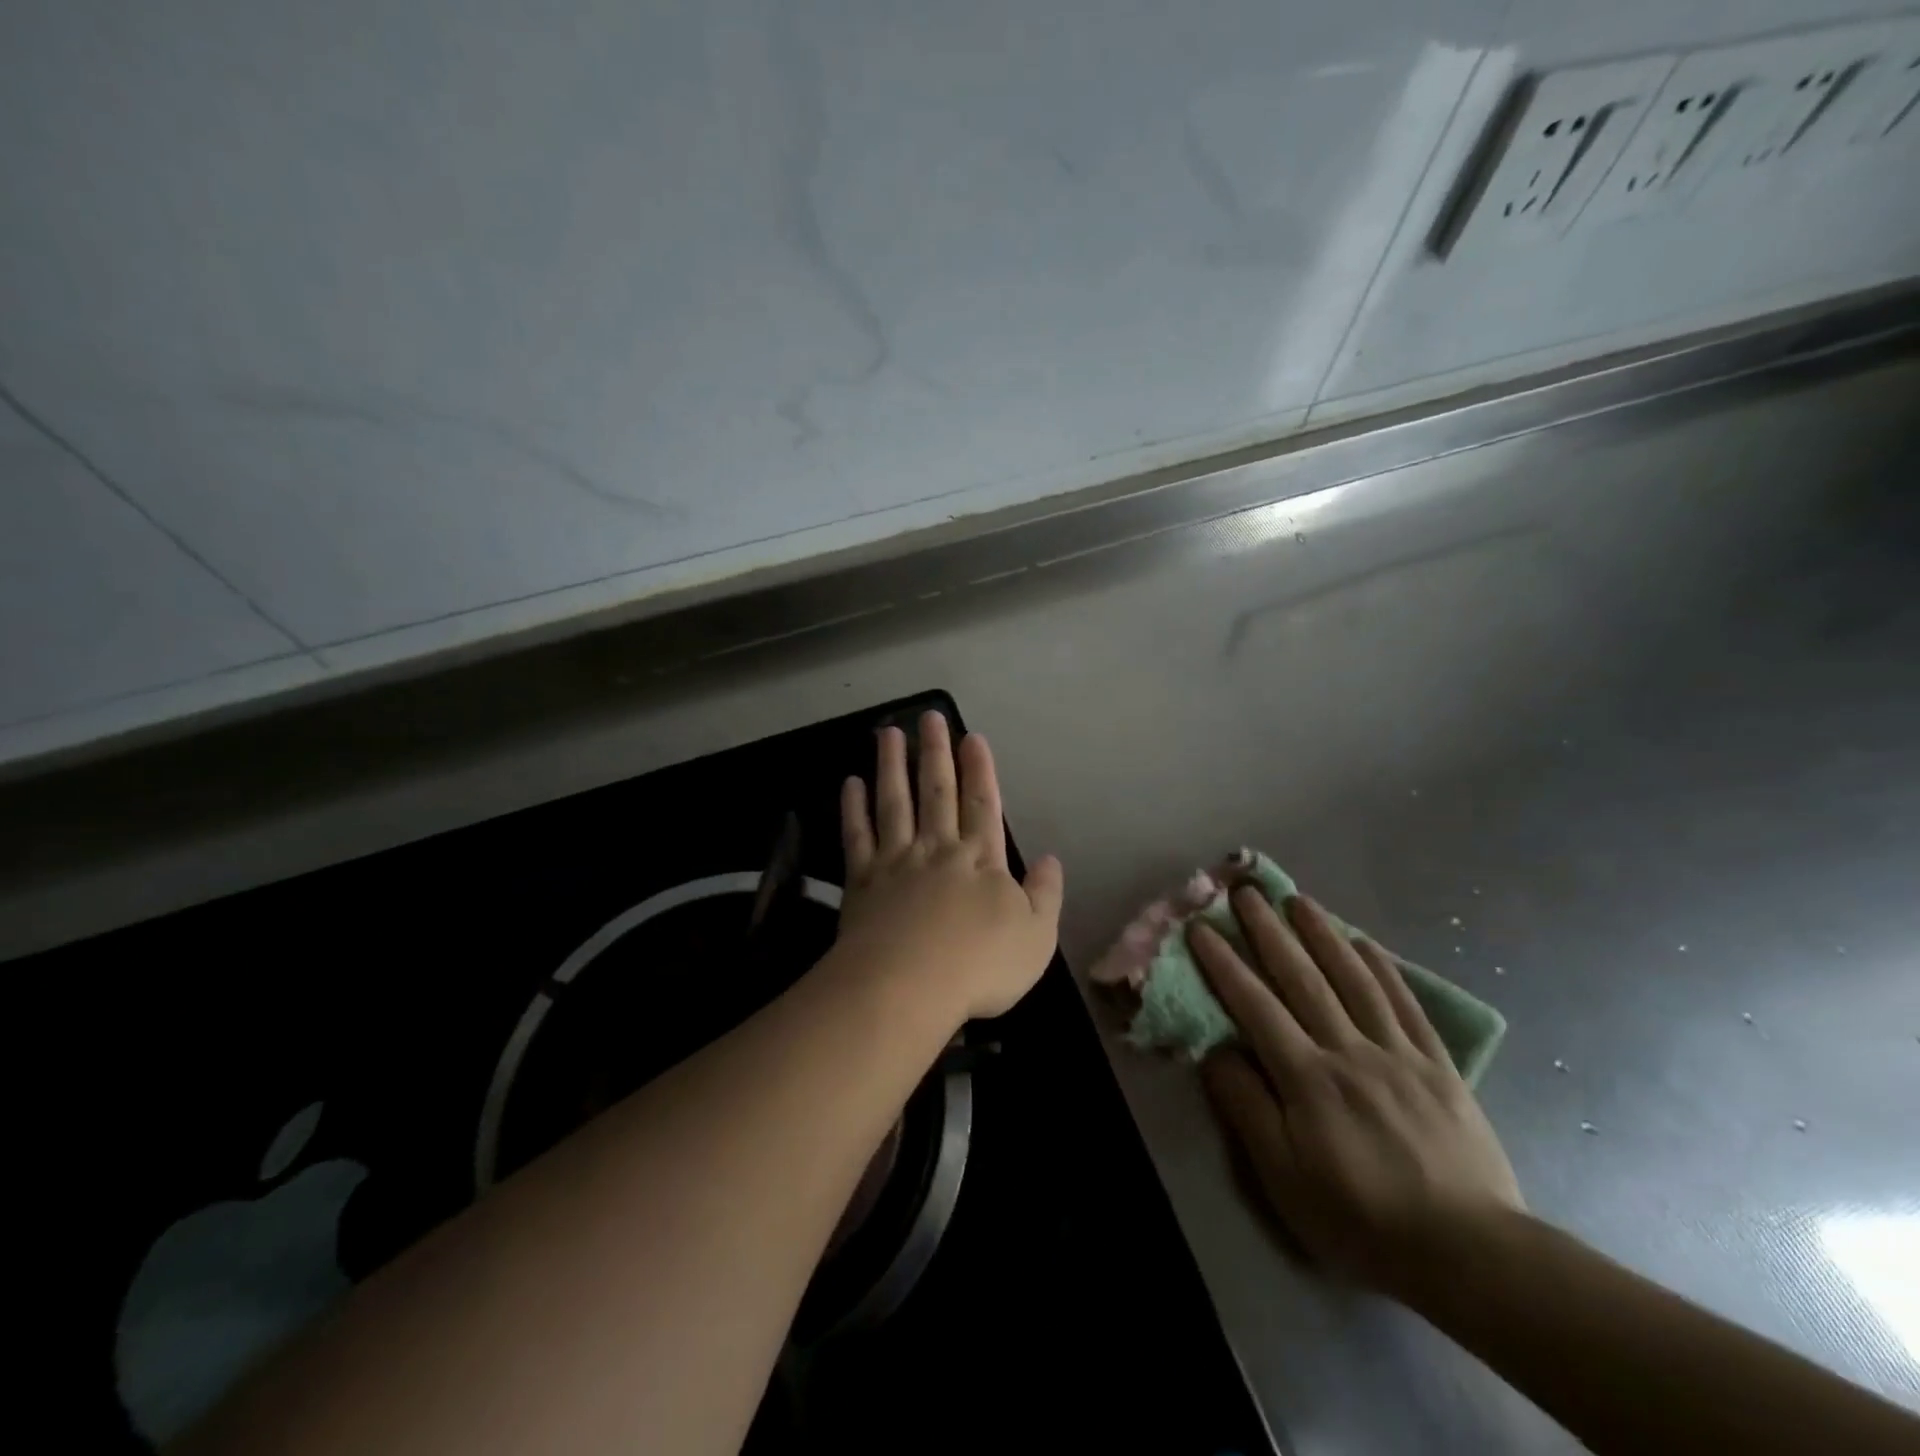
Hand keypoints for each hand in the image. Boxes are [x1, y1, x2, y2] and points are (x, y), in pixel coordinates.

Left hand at [835, 712, 1063, 1026]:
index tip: (971, 737)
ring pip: (895, 802)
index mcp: (980, 859)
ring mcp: (896, 861)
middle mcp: (938, 849)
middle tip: (929, 716)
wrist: (907, 987)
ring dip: (892, 765)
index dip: (979, 770)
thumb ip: (1045, 894)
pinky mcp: (862, 880)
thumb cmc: (980, 966)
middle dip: (935, 752)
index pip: (982, 804)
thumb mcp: (1036, 936)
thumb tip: (1050, 860)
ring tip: (888, 732)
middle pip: (937, 791)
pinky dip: (854, 808)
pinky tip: (851, 783)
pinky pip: (857, 835)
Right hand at [1191, 891, 1521, 1299]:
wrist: (1469, 1254)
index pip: (1254, 1005)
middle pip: (1302, 978)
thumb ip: (1246, 1106)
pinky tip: (1366, 943)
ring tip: (1300, 900)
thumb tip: (1216, 1050)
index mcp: (1307, 1077)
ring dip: (1323, 934)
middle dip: (1270, 931)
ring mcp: (1397, 1053)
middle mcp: (1349, 1050)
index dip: (1224, 963)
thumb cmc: (1359, 1218)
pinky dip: (1384, 968)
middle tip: (1247, 891)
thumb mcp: (1283, 1177)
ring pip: (1354, 979)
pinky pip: (1406, 1005)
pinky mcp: (1438, 1066)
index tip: (1202, 926)